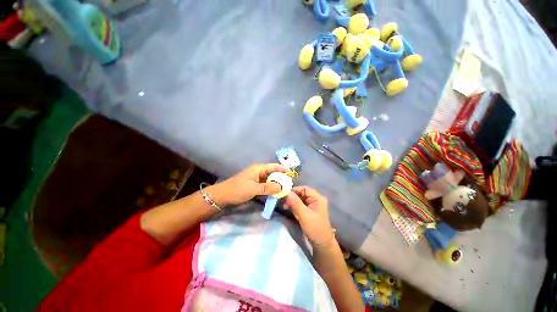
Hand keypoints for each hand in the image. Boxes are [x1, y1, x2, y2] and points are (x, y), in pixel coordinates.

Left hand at [210, 163, 287, 206]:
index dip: (283, 169)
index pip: (274, 166)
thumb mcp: (253, 189)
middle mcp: (259, 172)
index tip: (292, 174)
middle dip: (281, 177)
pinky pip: (266, 184)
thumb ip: (268, 188)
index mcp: (258, 169)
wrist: (223, 196)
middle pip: (273, 173)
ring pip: (270, 179)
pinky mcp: (255, 185)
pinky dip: (271, 187)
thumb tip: (282, 187)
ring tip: (286, 188)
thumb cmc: (237, 190)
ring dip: (277, 183)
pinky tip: (276, 192)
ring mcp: (257, 178)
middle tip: (290, 184)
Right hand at [284, 186, 333, 244]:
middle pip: (301, 193)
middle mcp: (315, 199)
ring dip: (291, 201)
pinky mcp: (307, 210)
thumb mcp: (304, 215)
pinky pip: (299, 204)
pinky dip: (293, 205)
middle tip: (283, 200)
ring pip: (299, 198)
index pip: (304, 189)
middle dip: (292, 196)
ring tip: (284, 205)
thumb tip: (287, 192)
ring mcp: (311, 205)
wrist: (321, 243)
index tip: (285, 193)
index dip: (295, 190)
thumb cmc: (314, 228)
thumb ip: (295, 203)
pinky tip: (287, 208)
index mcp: (317, 198)